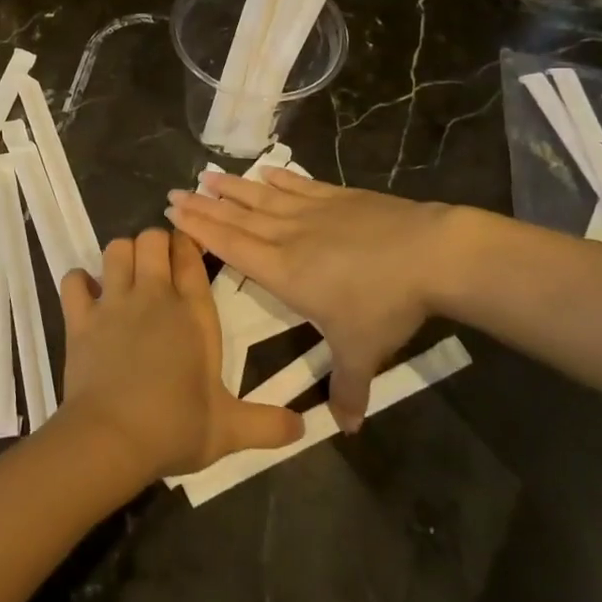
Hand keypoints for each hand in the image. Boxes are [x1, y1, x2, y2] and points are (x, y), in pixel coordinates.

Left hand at [57, 229, 303, 482]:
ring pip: (115, 249)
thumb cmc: (175, 428)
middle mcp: (154, 296)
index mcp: (193, 313)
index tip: (189, 247)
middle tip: (158, 263)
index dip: (189, 243)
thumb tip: (304, 426)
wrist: (112, 439)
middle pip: (152, 239)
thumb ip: (268, 423)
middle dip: (155, 242)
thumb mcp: (230, 430)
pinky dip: (79, 281)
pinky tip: (87, 294)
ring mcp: (114, 302)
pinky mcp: (80, 318)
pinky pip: (74, 280)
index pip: (191, 257)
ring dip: (121, 255)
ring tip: (126, 274)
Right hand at [166, 171, 476, 432]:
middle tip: (175, 192)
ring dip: (233, 188)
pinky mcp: (337, 196)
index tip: (174, 213)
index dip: (200, 230)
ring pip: (262, 197)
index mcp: (283, 271)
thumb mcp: (362, 352)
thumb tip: (346, 429)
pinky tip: (265, 171)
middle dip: (204, 206)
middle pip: (237, 218)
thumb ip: (347, 388)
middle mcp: (288, 236)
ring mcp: (312, 212)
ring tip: (207, 175)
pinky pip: (299, 185)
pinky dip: (279, 179)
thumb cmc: (384, 304)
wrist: (427, 254)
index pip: (231, 247)